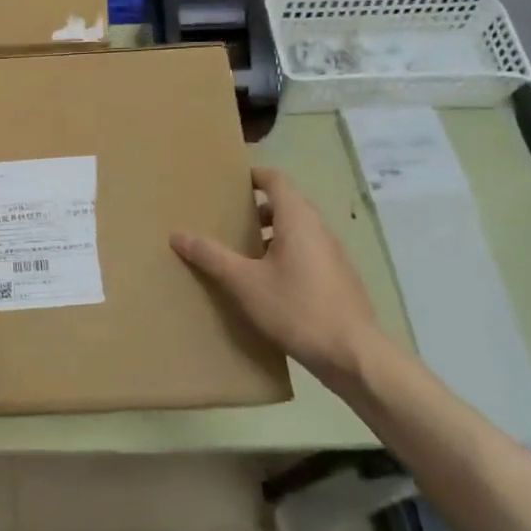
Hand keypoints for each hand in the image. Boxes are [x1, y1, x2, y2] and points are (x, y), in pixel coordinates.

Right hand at [171, 168, 388, 392]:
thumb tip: (177, 235)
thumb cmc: (296, 308)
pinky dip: (285, 253)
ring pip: (298, 230)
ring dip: (271, 233)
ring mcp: (333, 255)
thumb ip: (211, 256)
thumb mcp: (244, 282)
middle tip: (227, 217)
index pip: (277, 181)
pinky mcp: (338, 279)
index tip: (230, 181)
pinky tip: (267, 281)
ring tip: (241, 250)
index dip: (254, 176)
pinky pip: (307, 252)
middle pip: (288, 204)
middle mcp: (319, 229)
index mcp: (298, 220)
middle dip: (257, 207)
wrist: (353, 355)